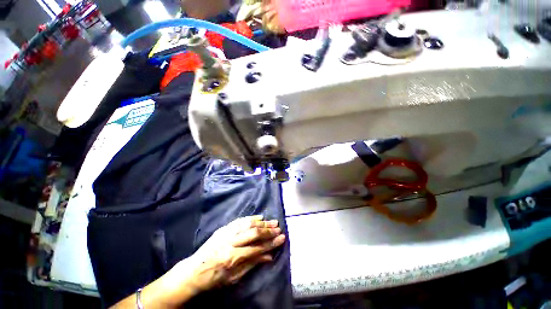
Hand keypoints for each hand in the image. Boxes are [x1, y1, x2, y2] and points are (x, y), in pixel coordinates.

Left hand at [185, 215, 285, 291]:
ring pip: (248, 224)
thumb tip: (269, 256)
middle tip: (279, 228)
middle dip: (268, 231)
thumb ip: (252, 264)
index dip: (271, 243)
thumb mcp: (234, 278)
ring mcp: (226, 233)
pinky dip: (251, 218)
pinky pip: (239, 220)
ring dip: (262, 223)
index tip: (282, 238)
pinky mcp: (224, 228)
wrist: (193, 271)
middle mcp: (231, 242)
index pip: (257, 248)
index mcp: (233, 258)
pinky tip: (259, 217)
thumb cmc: (214, 278)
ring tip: (273, 222)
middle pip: (254, 233)